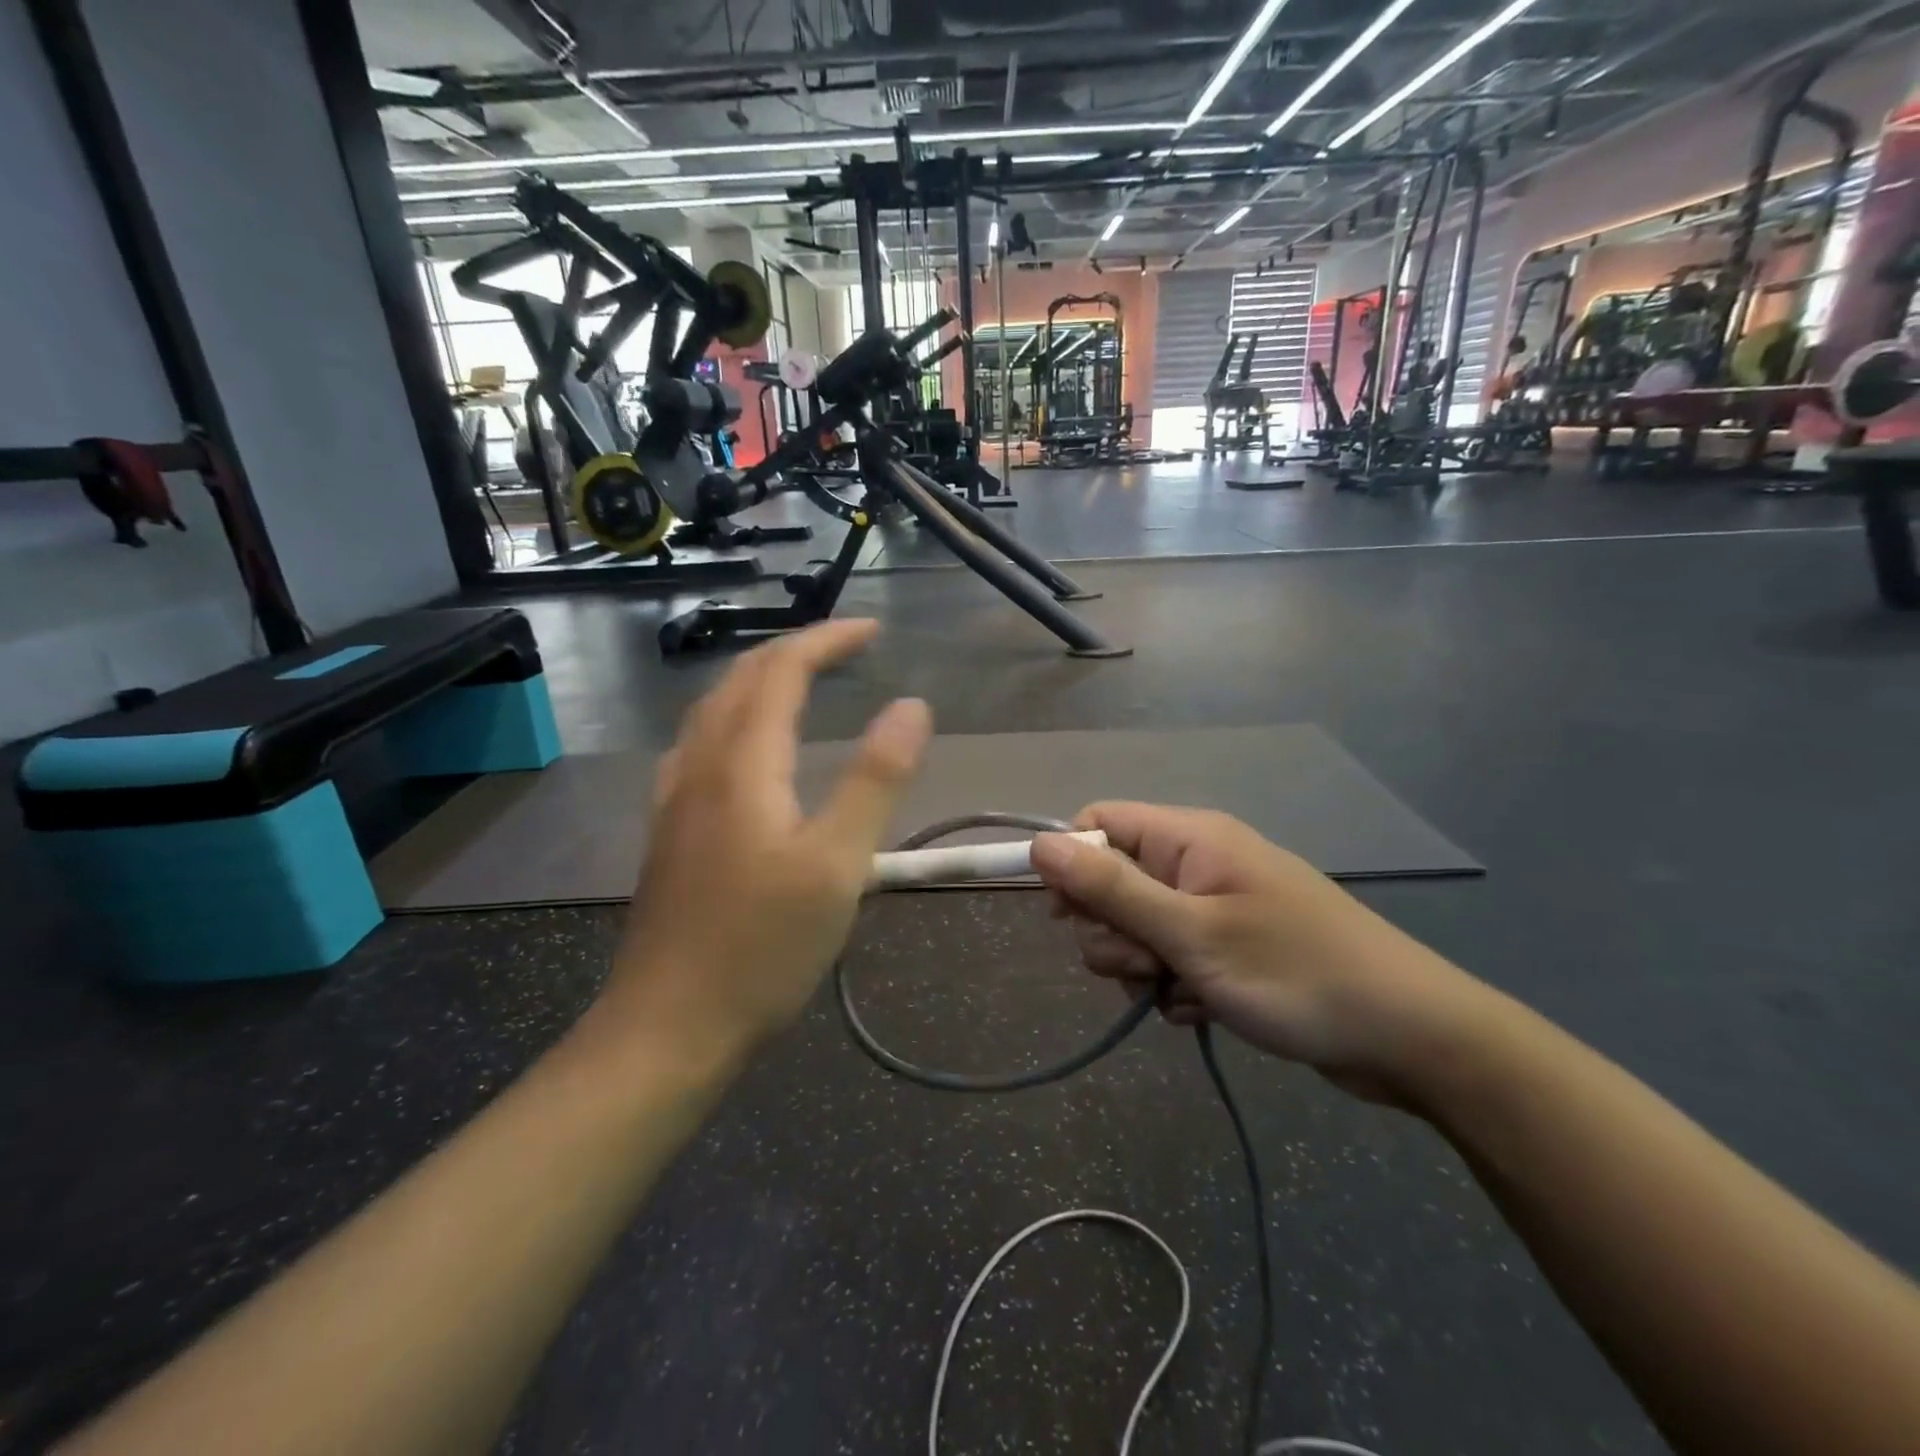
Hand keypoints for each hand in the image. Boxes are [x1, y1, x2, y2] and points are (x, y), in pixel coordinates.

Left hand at [597, 621, 931, 1062]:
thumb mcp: (837, 864)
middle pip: (740, 680)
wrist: (668, 1026)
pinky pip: (699, 745)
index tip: (873, 631)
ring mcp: (675, 799)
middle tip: (845, 649)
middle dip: (794, 651)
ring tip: (802, 683)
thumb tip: (912, 705)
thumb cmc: (762, 947)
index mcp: (742, 763)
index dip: (826, 639)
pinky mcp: (668, 832)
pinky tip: (746, 749)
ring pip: (713, 710)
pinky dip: (734, 719)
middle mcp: (700, 766)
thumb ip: (876, 779)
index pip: (781, 670)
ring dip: (759, 681)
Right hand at [1031, 804, 1495, 1102]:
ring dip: (1141, 965)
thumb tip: (1040, 844)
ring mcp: (1215, 907)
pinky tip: (1203, 1009)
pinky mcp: (1229, 949)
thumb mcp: (1190, 933)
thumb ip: (1110, 888)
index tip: (1068, 916)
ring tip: (1180, 990)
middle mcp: (1199, 863)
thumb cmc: (1294, 973)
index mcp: (1190, 838)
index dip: (1073, 865)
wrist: (1408, 1037)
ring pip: (1138, 928)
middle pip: (1112, 882)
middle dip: (1113, 930)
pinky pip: (1172, 960)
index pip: (1100, 823)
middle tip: (1147, 964)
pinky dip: (1175, 987)